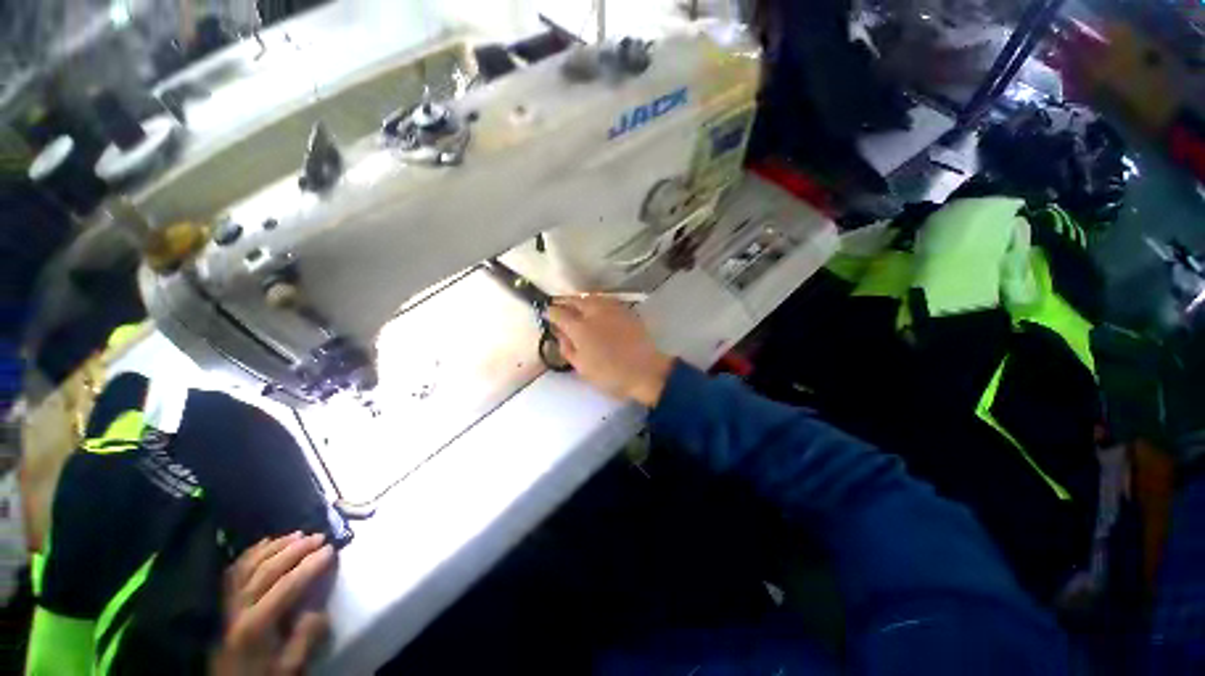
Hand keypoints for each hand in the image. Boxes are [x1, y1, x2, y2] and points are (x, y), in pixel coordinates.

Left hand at [211, 533, 334, 675]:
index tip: (331, 549)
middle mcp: (238, 608)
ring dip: (275, 546)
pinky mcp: (223, 603)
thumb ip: (305, 637)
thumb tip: (319, 608)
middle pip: (266, 571)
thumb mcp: (291, 666)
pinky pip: (234, 570)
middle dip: (295, 550)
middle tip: (319, 536)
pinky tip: (266, 542)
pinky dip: (251, 552)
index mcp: (255, 625)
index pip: (286, 586)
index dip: (310, 566)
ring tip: (298, 534)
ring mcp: (227, 604)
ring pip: (249, 566)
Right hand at [546, 295, 673, 405]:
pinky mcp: (625, 310)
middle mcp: (594, 312)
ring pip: (590, 296)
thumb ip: (567, 348)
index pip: (559, 313)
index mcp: (580, 328)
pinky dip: (595, 301)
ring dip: (579, 299)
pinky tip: (595, 307)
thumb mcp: (582, 367)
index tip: (545, 314)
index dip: (550, 312)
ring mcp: (612, 309)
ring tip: (574, 305)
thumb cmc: (610, 374)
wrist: (645, 371)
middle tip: (557, 305)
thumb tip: (560, 333)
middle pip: (574, 300)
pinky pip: (605, 300)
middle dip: (563, 301)